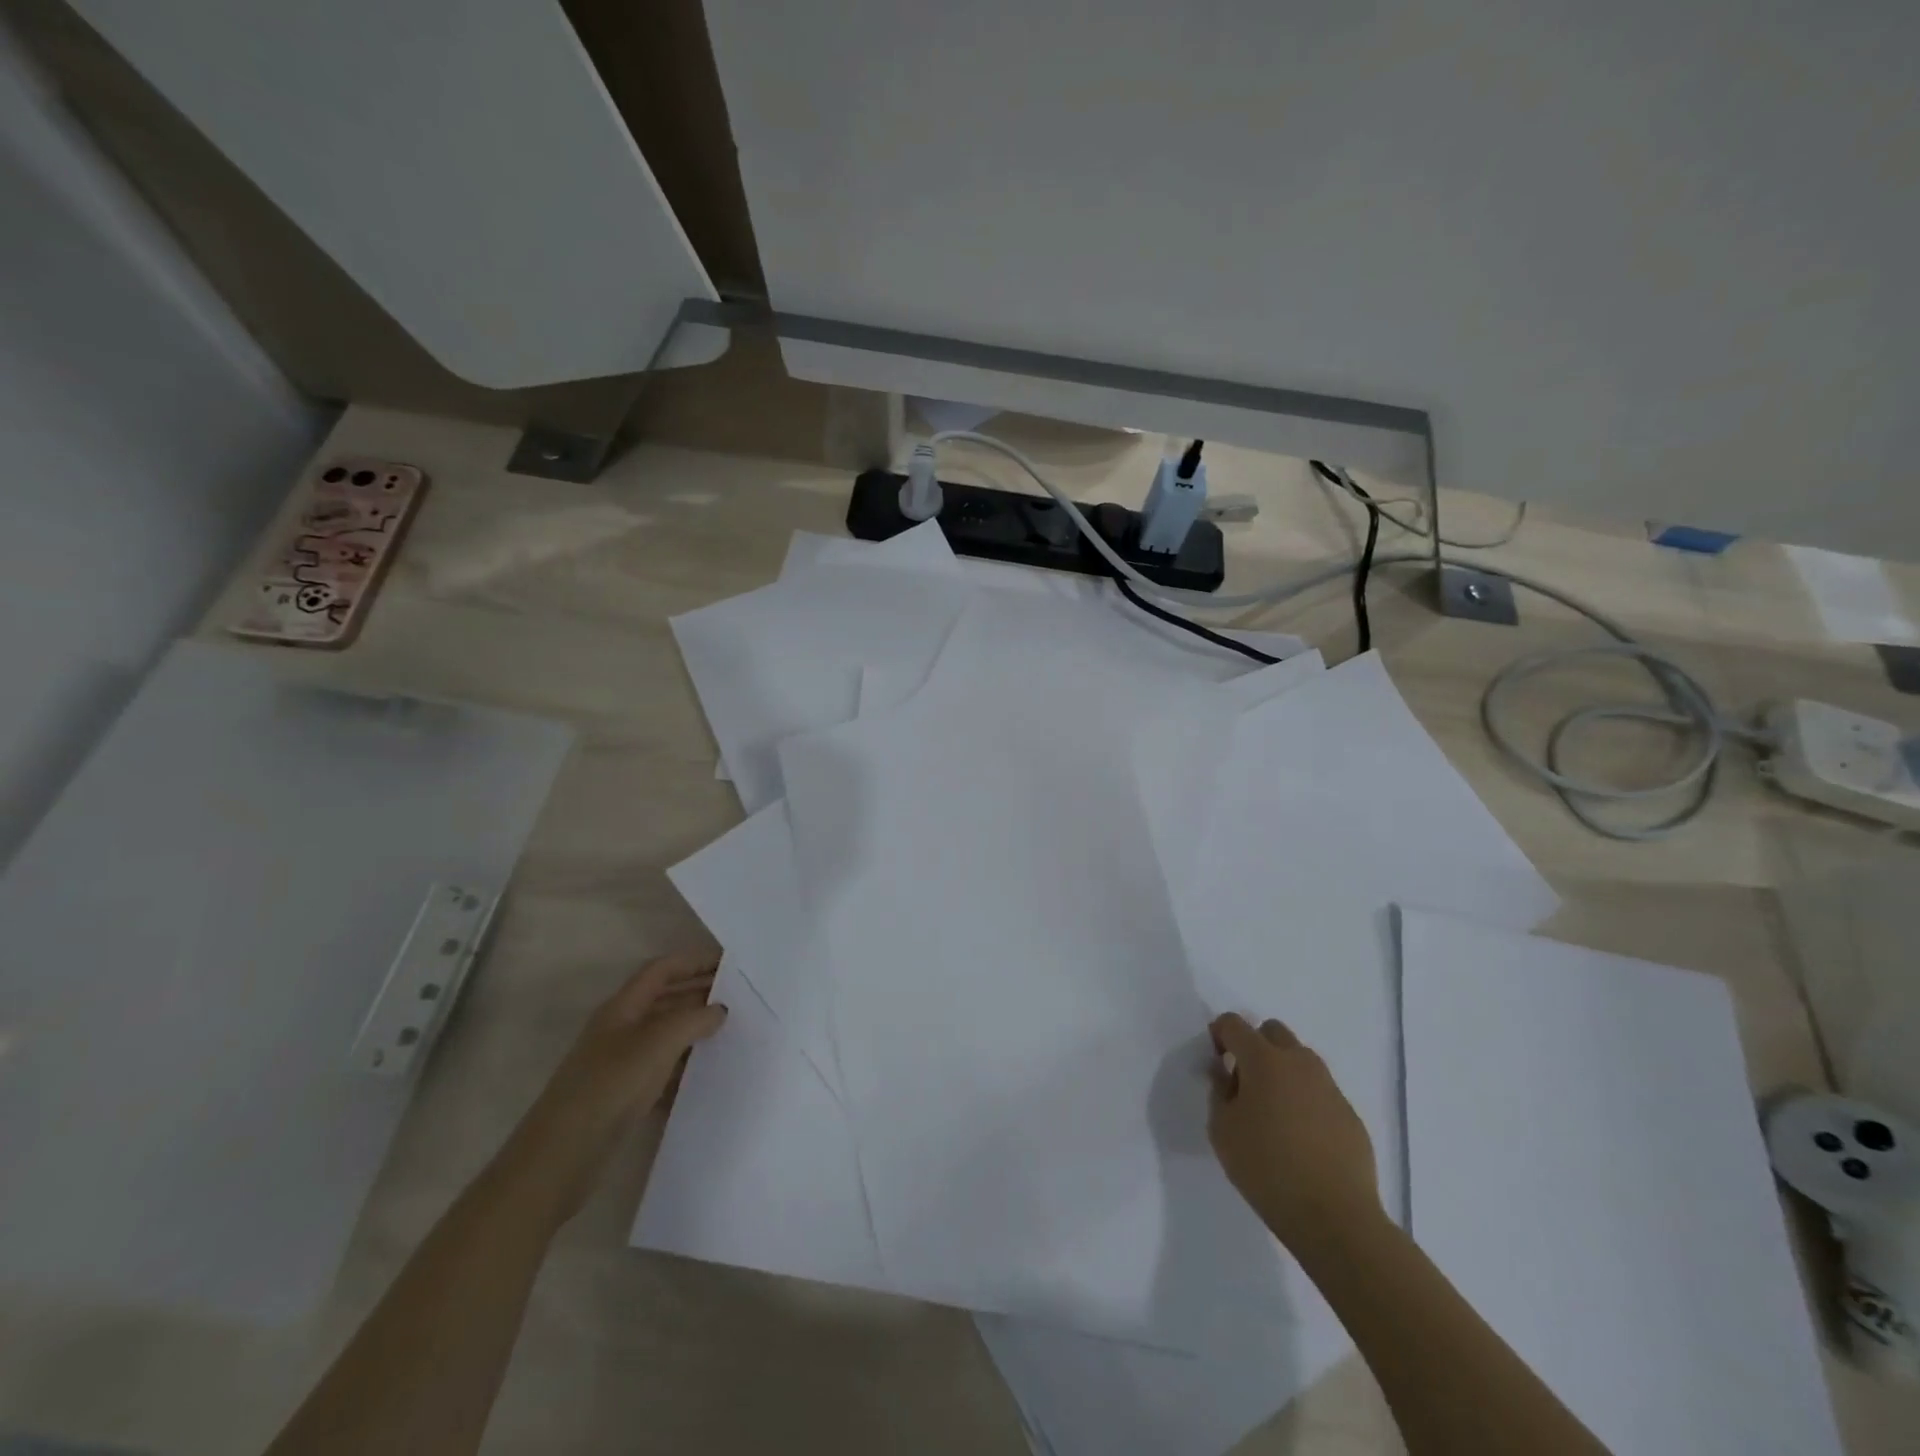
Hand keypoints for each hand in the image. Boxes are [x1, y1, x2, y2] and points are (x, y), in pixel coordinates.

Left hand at [492, 949, 727, 1228]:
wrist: (559, 1160)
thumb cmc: (609, 1088)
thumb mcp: (657, 1044)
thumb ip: (693, 1019)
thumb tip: (720, 1010)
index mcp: (623, 1007)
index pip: (663, 969)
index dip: (695, 961)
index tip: (732, 964)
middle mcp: (622, 1029)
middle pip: (667, 999)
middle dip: (702, 994)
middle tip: (743, 998)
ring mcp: (622, 1064)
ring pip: (667, 1036)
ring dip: (697, 1032)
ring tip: (735, 1034)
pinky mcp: (625, 1096)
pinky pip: (663, 1071)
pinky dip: (686, 1068)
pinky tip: (711, 1076)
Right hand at [1207, 1013, 1383, 1252]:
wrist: (1336, 1218)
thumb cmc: (1267, 1168)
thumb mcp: (1222, 1130)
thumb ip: (1219, 1091)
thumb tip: (1226, 1072)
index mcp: (1263, 1059)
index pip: (1234, 1024)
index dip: (1220, 1034)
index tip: (1216, 1060)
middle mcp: (1299, 1062)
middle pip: (1272, 1031)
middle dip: (1254, 1045)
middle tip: (1245, 1082)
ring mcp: (1329, 1087)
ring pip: (1300, 1059)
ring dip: (1282, 1071)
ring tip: (1273, 1112)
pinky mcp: (1349, 1114)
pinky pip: (1320, 1091)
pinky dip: (1305, 1100)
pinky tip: (1301, 1138)